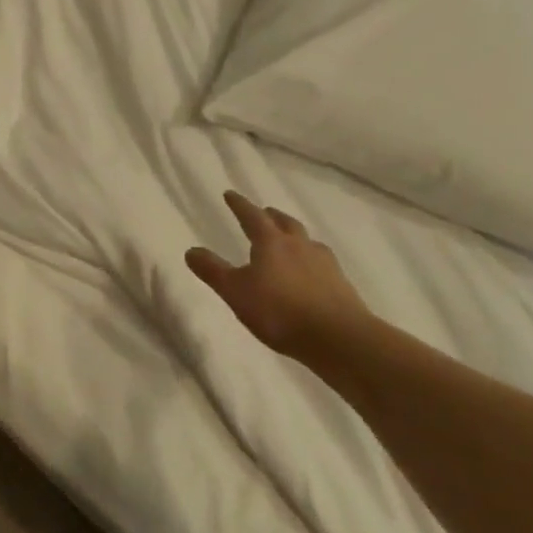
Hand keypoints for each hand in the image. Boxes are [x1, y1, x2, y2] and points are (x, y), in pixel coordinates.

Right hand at [186, 192, 370, 357]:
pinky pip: (322, 263)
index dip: (239, 204)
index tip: (230, 194)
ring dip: (295, 236)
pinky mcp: (341, 285)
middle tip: (264, 213)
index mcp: (271, 242)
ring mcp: (324, 264)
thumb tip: (190, 250)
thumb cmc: (279, 311)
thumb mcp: (235, 292)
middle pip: (284, 223)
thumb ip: (212, 271)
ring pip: (306, 241)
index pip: (252, 215)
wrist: (339, 338)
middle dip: (271, 216)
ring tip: (289, 241)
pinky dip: (311, 260)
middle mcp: (299, 245)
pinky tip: (311, 273)